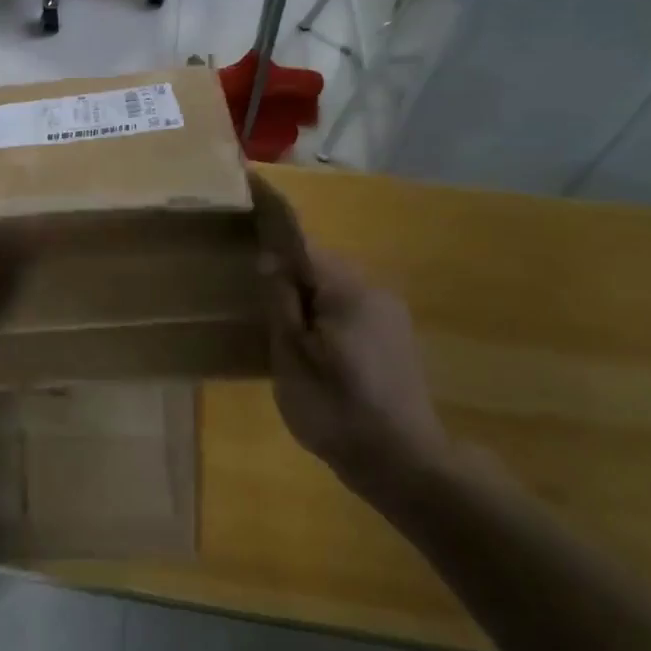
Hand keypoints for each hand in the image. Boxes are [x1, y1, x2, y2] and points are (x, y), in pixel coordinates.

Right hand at [262, 244, 448, 516]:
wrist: (404, 463)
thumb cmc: (337, 410)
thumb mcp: (293, 359)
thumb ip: (281, 304)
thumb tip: (269, 257)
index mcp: (347, 290)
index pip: (300, 242)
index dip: (271, 219)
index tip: (251, 187)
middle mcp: (373, 289)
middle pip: (318, 262)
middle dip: (285, 260)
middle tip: (246, 267)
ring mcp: (388, 313)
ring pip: (333, 285)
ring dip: (303, 287)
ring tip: (269, 303)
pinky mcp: (393, 335)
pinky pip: (347, 304)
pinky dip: (321, 307)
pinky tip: (304, 332)